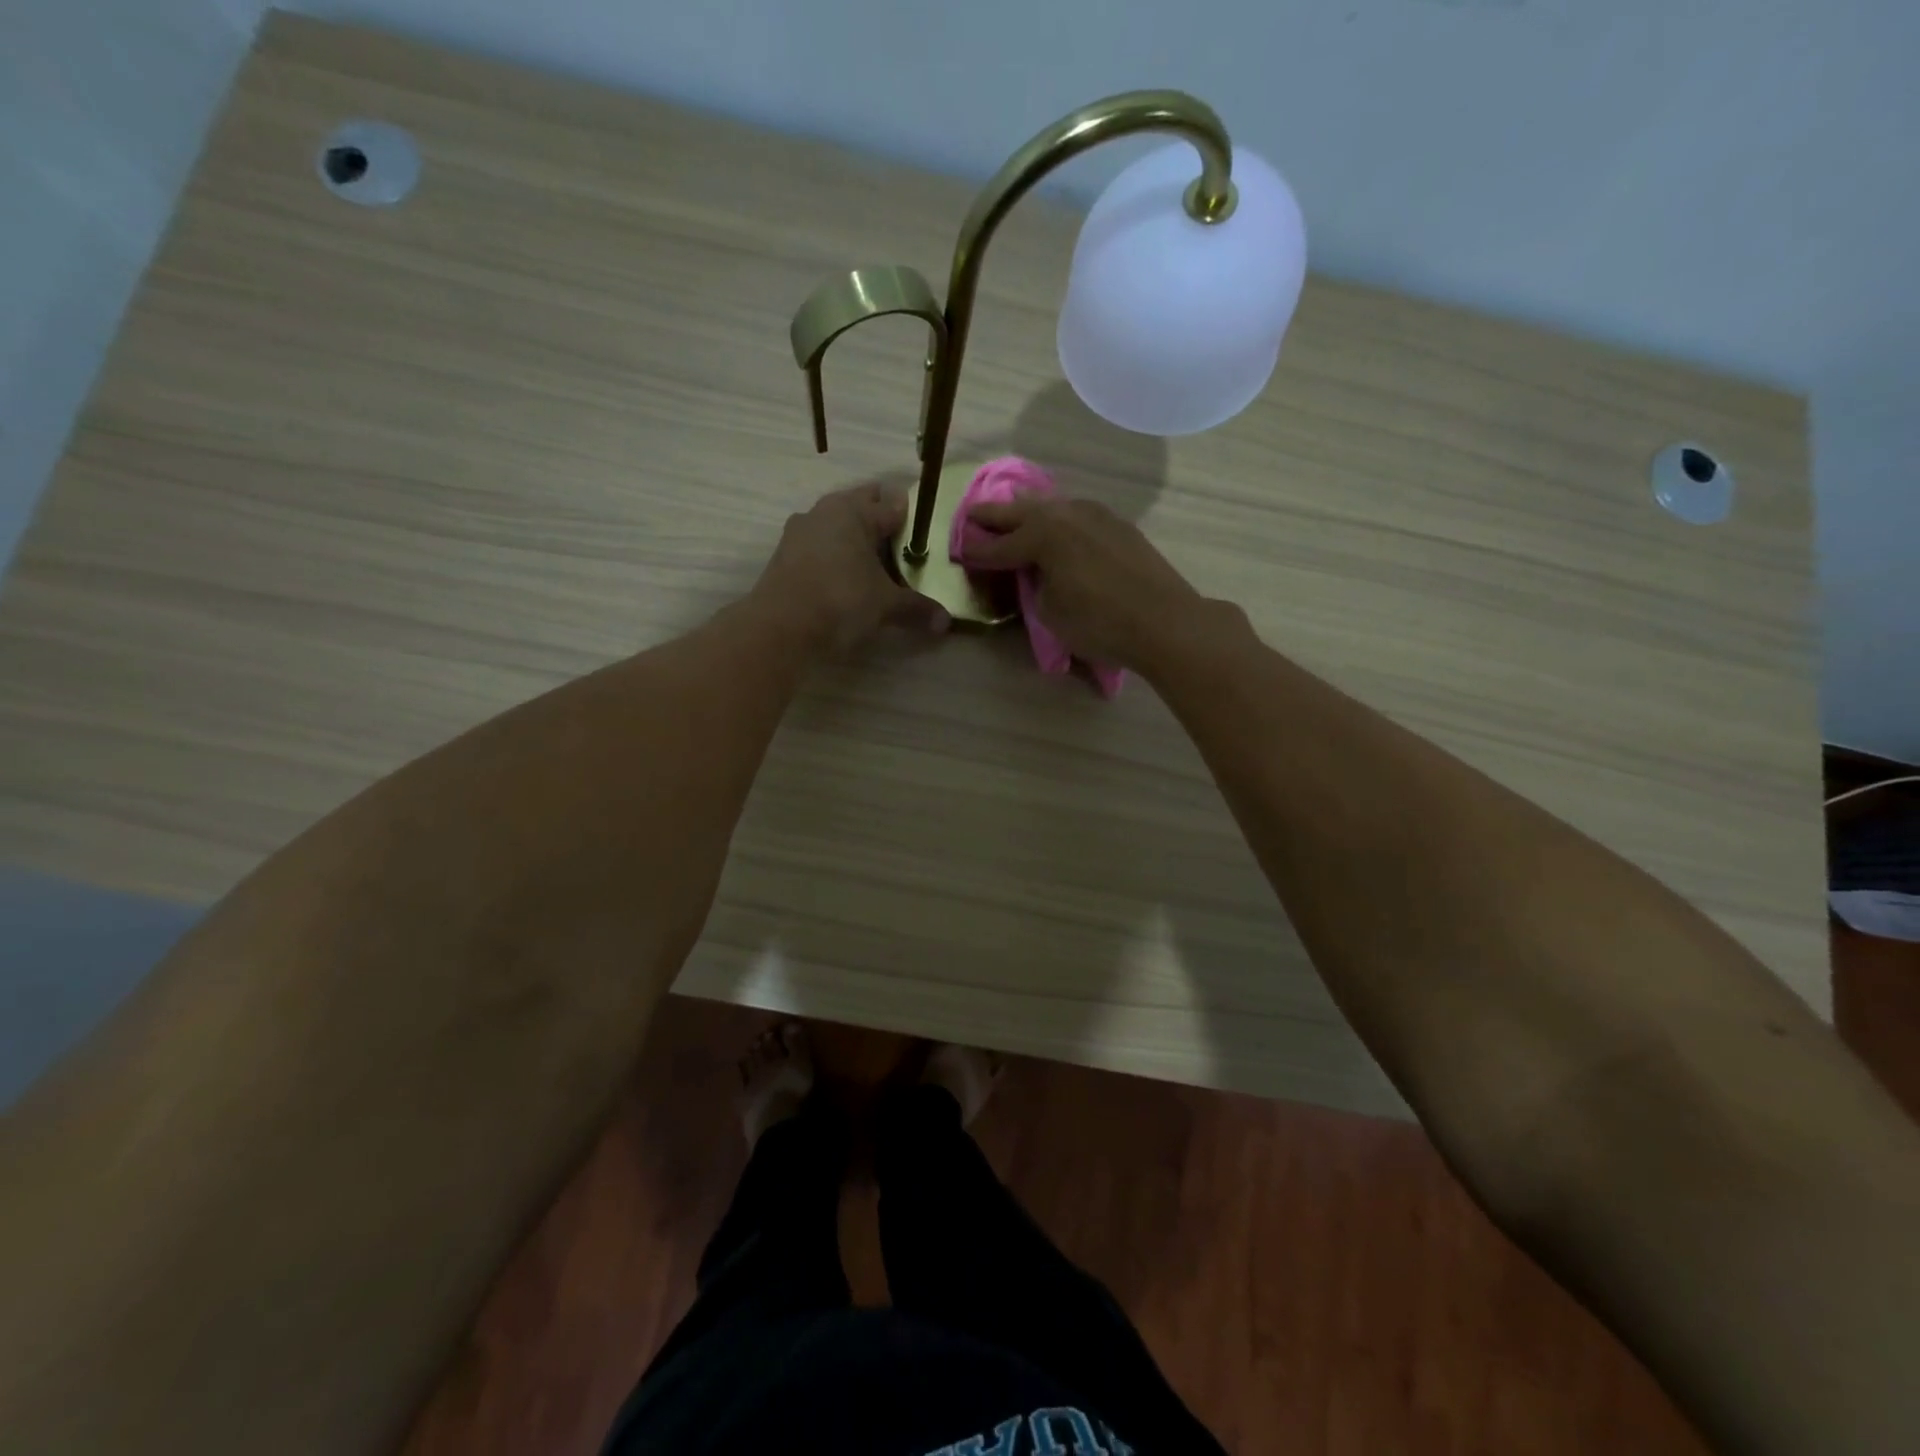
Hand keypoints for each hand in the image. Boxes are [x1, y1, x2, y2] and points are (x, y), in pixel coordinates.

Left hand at [752, 484, 948, 654]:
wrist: (780, 628)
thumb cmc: (840, 601)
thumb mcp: (886, 605)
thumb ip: (917, 608)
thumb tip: (946, 623)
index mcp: (854, 510)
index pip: (892, 503)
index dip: (911, 517)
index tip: (927, 533)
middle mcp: (825, 511)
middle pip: (862, 507)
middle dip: (882, 523)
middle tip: (904, 549)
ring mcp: (800, 531)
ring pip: (838, 526)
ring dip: (856, 539)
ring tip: (877, 565)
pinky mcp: (785, 555)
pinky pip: (820, 546)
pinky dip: (835, 556)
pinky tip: (847, 579)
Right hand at [963, 495, 1205, 670]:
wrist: (1165, 621)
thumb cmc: (1099, 622)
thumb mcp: (1050, 612)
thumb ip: (1034, 585)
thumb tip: (1036, 573)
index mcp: (1042, 535)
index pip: (998, 546)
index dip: (977, 552)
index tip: (959, 552)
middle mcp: (1066, 514)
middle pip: (1021, 512)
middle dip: (994, 515)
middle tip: (973, 514)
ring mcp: (1096, 515)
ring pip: (1052, 506)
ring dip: (1029, 509)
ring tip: (1014, 507)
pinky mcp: (1118, 525)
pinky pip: (1076, 514)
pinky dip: (1059, 518)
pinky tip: (1058, 524)